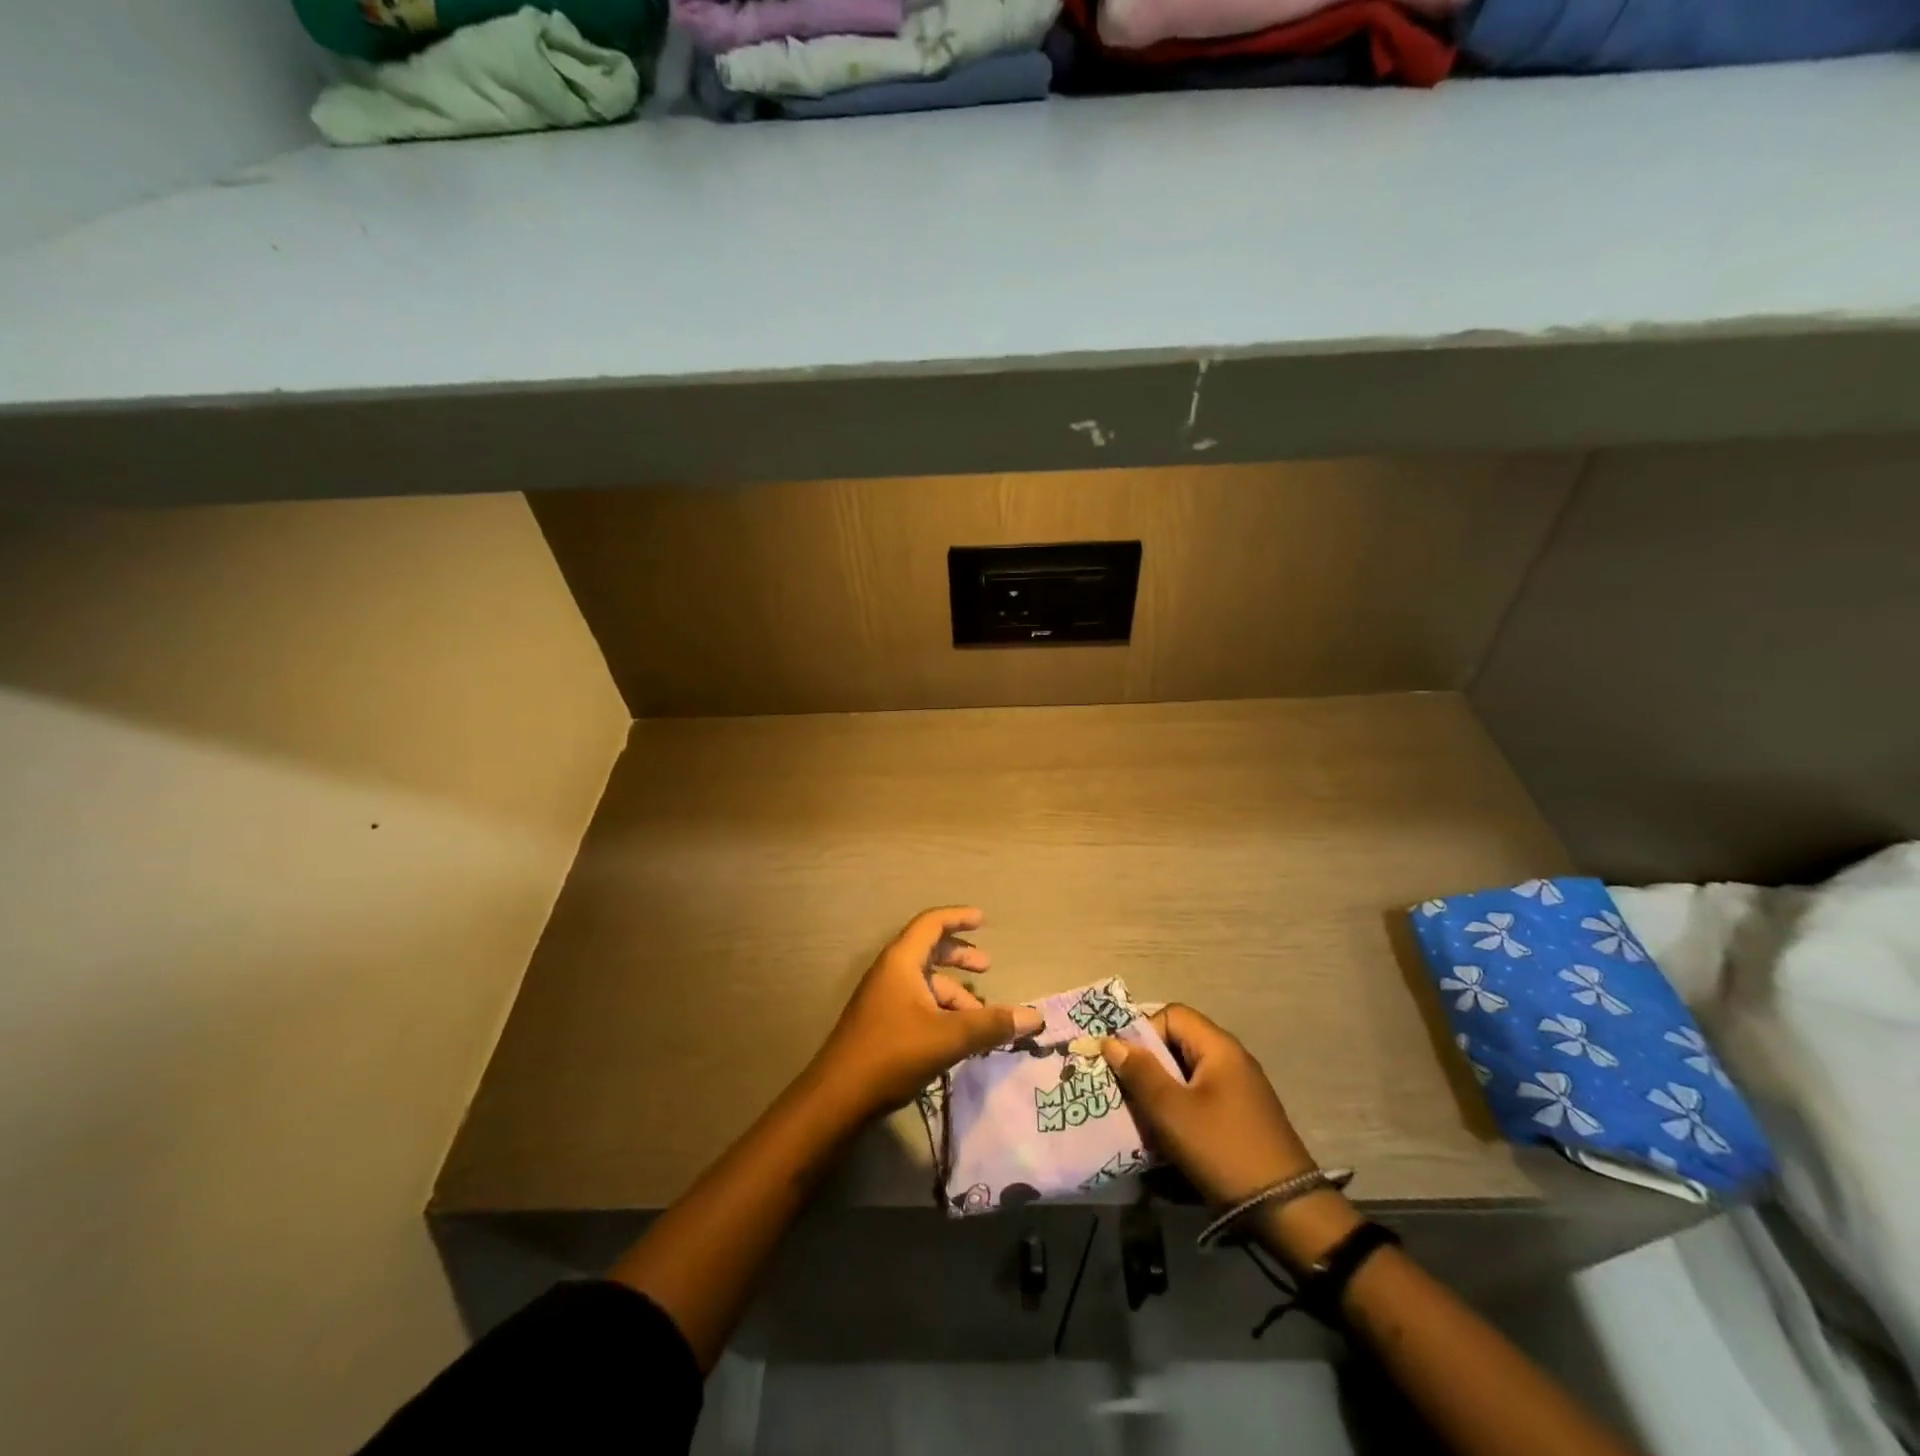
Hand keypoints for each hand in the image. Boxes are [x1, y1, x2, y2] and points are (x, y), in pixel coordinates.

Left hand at [811, 907, 1043, 1119]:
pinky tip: (958, 1036)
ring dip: (954, 992)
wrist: (838, 1097)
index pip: (931, 923)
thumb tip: (1034, 1017)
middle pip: (929, 950)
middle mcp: (890, 972)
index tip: (983, 920)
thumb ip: (991, 1025)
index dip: (958, 918)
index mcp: (901, 961)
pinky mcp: (881, 1023)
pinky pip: (918, 1003)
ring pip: (925, 983)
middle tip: (987, 968)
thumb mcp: (948, 1037)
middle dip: (960, 956)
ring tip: (981, 1016)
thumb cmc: (893, 1053)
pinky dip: (941, 1010)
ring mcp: (883, 998)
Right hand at [1101, 1004, 1361, 1266]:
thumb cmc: (1223, 1150)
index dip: (1144, 1033)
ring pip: (1187, 1074)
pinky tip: (1170, 1138)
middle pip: (1178, 1044)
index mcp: (1219, 1047)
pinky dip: (1181, 1110)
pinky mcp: (1242, 1117)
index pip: (1172, 1015)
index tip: (1127, 1066)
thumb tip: (1112, 1041)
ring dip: (1162, 1092)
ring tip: (1145, 1119)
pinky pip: (1201, 1098)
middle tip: (1128, 1094)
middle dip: (1148, 1066)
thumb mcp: (1172, 1111)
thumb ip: (1140, 1072)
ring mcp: (1240, 1090)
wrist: (1287, 1211)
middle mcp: (1232, 1060)